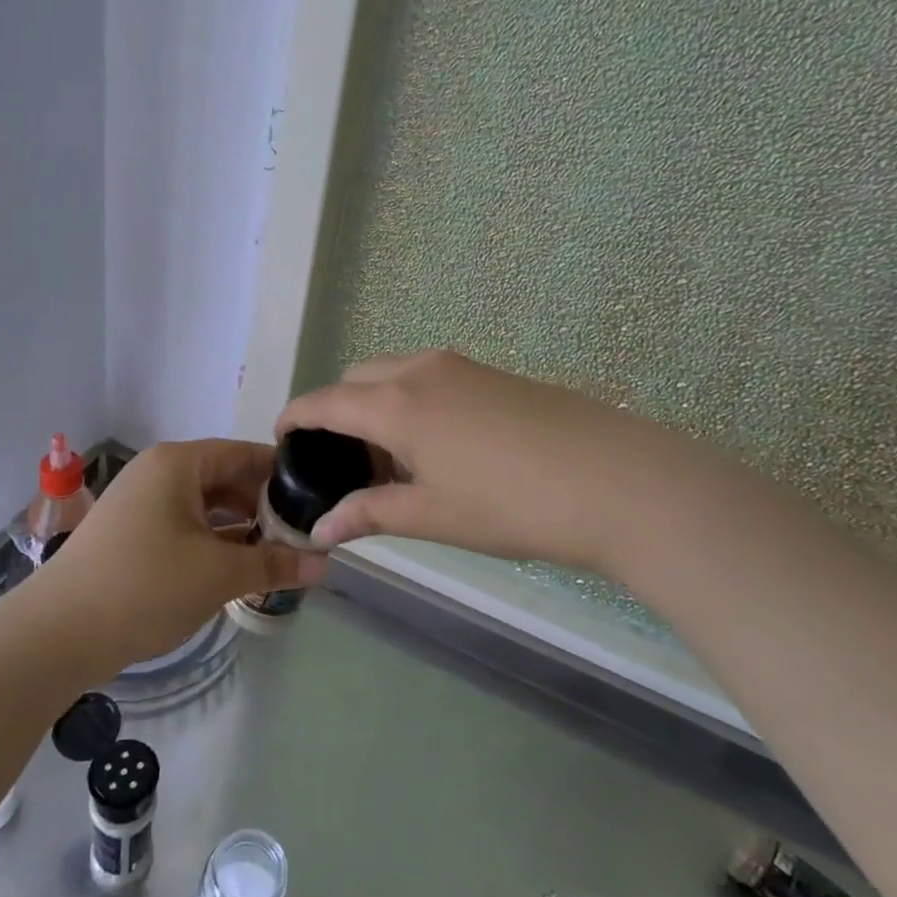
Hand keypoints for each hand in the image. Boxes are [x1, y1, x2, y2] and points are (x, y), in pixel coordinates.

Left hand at [32, 439, 322, 670]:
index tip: (317, 497)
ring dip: (239, 530)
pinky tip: (235, 571)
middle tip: (302, 536)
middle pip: (225, 479)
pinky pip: (183, 527)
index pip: (244, 454)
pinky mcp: (130, 535)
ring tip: (276, 557)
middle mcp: (158, 473)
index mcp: (179, 463)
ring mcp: (140, 504)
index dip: (282, 474)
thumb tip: (324, 563)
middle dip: (263, 508)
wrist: (56, 633)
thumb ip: (273, 564)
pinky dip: (211, 544)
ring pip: (204, 507)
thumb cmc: (145, 586)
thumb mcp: (218, 574)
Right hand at [276, 349, 637, 571]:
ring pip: (395, 374)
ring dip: (377, 405)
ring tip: (393, 461)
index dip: (295, 417)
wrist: (616, 479)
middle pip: (357, 378)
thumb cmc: (512, 504)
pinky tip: (437, 447)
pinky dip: (411, 401)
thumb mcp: (432, 515)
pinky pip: (430, 377)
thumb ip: (370, 515)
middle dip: (338, 411)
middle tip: (346, 463)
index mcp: (396, 403)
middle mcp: (421, 370)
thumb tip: (321, 530)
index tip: (280, 438)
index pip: (325, 401)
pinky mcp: (493, 373)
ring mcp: (461, 366)